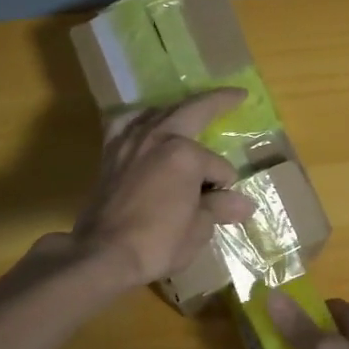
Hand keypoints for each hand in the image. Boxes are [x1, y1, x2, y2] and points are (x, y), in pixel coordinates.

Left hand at [72, 89, 257, 289]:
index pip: (218, 166)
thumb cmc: (158, 242)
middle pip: (193, 112)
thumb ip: (219, 207)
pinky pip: (126, 124)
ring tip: (191, 110)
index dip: (224, 186)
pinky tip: (143, 123)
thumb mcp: (198, 228)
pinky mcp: (110, 153)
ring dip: (179, 109)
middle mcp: (157, 137)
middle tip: (236, 95)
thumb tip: (245, 204)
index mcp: (185, 154)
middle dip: (218, 102)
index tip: (222, 204)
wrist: (103, 254)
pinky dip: (138, 119)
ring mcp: (130, 142)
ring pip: (158, 113)